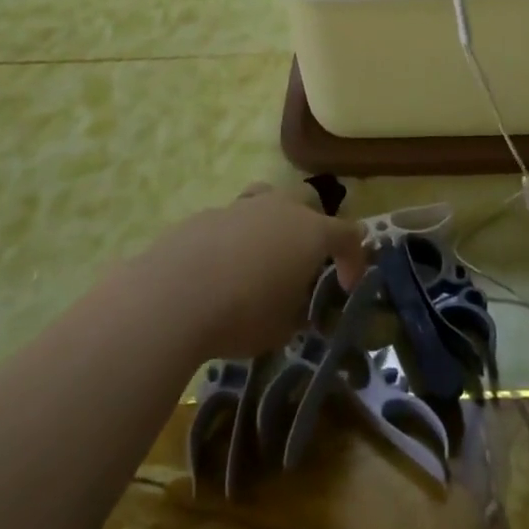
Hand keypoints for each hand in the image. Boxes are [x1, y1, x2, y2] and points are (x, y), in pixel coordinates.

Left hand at [152, 186, 366, 359]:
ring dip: (273, 223)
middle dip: (313, 227)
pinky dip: (236, 238)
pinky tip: (221, 268)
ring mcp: (242, 206)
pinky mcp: (207, 214)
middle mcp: (281, 208)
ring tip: (262, 256)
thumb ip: (297, 311)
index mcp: (311, 232)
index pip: (348, 235)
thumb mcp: (282, 328)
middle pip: (309, 202)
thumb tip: (295, 306)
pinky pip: (233, 219)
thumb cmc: (242, 314)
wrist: (174, 295)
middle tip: (304, 261)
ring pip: (268, 200)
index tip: (346, 286)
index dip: (354, 259)